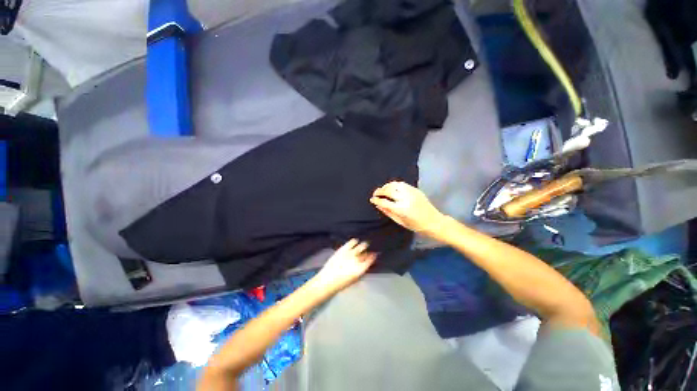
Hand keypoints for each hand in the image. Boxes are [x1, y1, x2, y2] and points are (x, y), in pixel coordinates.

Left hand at [312, 239, 376, 293]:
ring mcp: (350, 253)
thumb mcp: (354, 280)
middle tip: (366, 252)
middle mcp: (357, 260)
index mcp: (361, 269)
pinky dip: (354, 241)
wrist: (327, 281)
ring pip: (361, 246)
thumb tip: (365, 266)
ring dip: (363, 246)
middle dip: (367, 253)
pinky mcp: (343, 249)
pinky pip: (352, 242)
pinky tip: (354, 242)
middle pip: (365, 253)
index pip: (370, 260)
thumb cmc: (341, 283)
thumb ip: (361, 271)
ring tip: (363, 245)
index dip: (372, 257)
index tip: (373, 255)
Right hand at [370, 181, 445, 233]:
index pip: (384, 202)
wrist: (433, 221)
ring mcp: (411, 192)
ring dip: (386, 186)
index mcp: (401, 209)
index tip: (372, 199)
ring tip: (383, 189)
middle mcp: (405, 198)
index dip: (376, 200)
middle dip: (379, 191)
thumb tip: (377, 204)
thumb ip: (387, 212)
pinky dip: (394, 185)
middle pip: (388, 191)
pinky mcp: (415, 189)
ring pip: (395, 185)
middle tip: (375, 193)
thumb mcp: (399, 221)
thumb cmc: (415, 225)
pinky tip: (392, 188)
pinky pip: (402, 184)